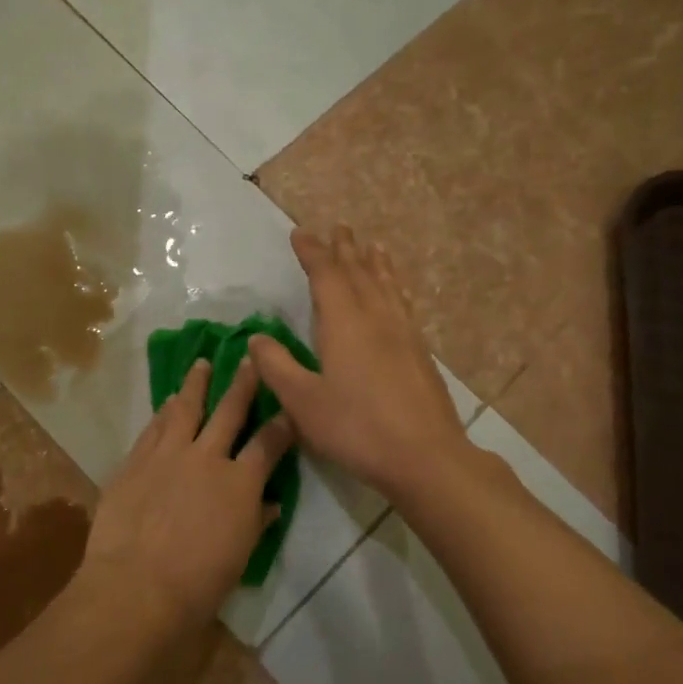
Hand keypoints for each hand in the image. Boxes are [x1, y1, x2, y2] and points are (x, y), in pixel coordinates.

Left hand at [80, 357, 295, 633]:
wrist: (136, 587)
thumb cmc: (198, 584)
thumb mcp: (239, 556)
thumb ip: (255, 521)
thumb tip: (270, 504)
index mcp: (240, 483)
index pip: (269, 443)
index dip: (282, 424)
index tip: (289, 408)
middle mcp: (207, 457)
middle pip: (229, 410)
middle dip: (243, 383)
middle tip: (248, 358)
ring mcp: (167, 455)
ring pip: (185, 408)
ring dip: (196, 384)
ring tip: (201, 364)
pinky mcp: (135, 461)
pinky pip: (153, 428)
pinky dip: (164, 412)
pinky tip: (167, 402)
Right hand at [248, 226, 468, 500]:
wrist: (425, 456)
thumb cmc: (356, 428)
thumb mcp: (303, 402)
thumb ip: (277, 367)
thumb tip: (257, 339)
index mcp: (345, 323)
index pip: (326, 275)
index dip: (313, 252)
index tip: (301, 233)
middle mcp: (377, 318)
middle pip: (360, 273)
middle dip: (345, 250)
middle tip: (339, 227)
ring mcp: (404, 334)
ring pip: (387, 286)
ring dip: (376, 263)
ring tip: (373, 246)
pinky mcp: (420, 353)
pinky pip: (403, 304)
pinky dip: (395, 287)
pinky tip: (396, 296)